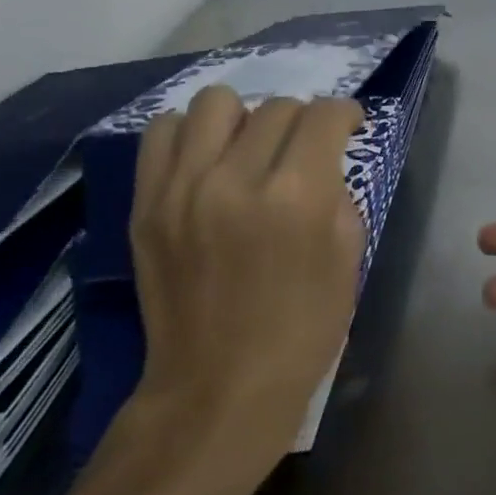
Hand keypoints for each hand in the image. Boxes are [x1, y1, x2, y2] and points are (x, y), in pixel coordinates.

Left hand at [124, 87, 366, 471]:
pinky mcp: (147, 205)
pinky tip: (207, 162)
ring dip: (244, 118)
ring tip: (249, 149)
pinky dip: (189, 135)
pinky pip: (162, 133)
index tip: (348, 128)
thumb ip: (337, 194)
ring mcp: (183, 189)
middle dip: (302, 122)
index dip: (345, 114)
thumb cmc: (302, 329)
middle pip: (277, 107)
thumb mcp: (348, 258)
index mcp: (297, 195)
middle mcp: (237, 179)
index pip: (324, 114)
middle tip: (303, 152)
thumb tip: (322, 163)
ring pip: (215, 103)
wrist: (218, 391)